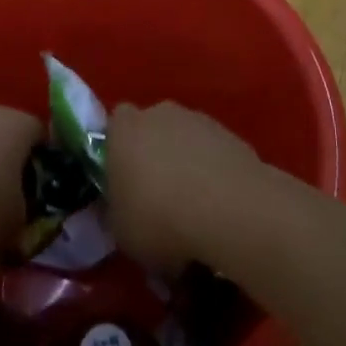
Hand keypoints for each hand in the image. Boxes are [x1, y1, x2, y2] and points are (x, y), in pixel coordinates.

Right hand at [104, 102, 269, 272]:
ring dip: (187, 164)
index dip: (119, 153)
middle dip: (155, 156)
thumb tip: (125, 211)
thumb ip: (118, 212)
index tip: (124, 184)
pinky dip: (214, 173)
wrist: (228, 210)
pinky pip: (213, 153)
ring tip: (194, 209)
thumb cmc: (159, 218)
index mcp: (124, 129)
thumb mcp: (121, 231)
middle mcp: (159, 114)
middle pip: (152, 130)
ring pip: (185, 140)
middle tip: (158, 197)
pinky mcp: (231, 135)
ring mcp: (199, 120)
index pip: (114, 128)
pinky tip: (219, 207)